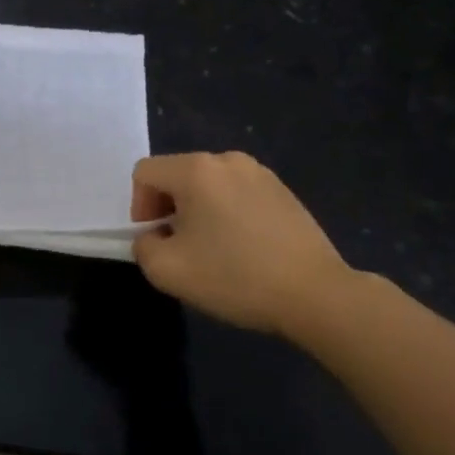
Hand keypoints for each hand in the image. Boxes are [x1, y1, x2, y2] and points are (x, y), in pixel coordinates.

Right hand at [131, 152, 355, 336]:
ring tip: (212, 249)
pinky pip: (237, 193)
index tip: (155, 239)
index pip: (145, 173)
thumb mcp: (167, 270)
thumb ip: (143, 246)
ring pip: (208, 185)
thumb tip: (155, 236)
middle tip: (180, 248)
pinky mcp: (283, 191)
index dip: (139, 206)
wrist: (315, 294)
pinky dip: (227, 214)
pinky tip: (242, 248)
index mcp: (196, 170)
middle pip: (177, 175)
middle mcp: (228, 160)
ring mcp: (261, 173)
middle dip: (168, 208)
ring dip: (198, 211)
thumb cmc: (235, 277)